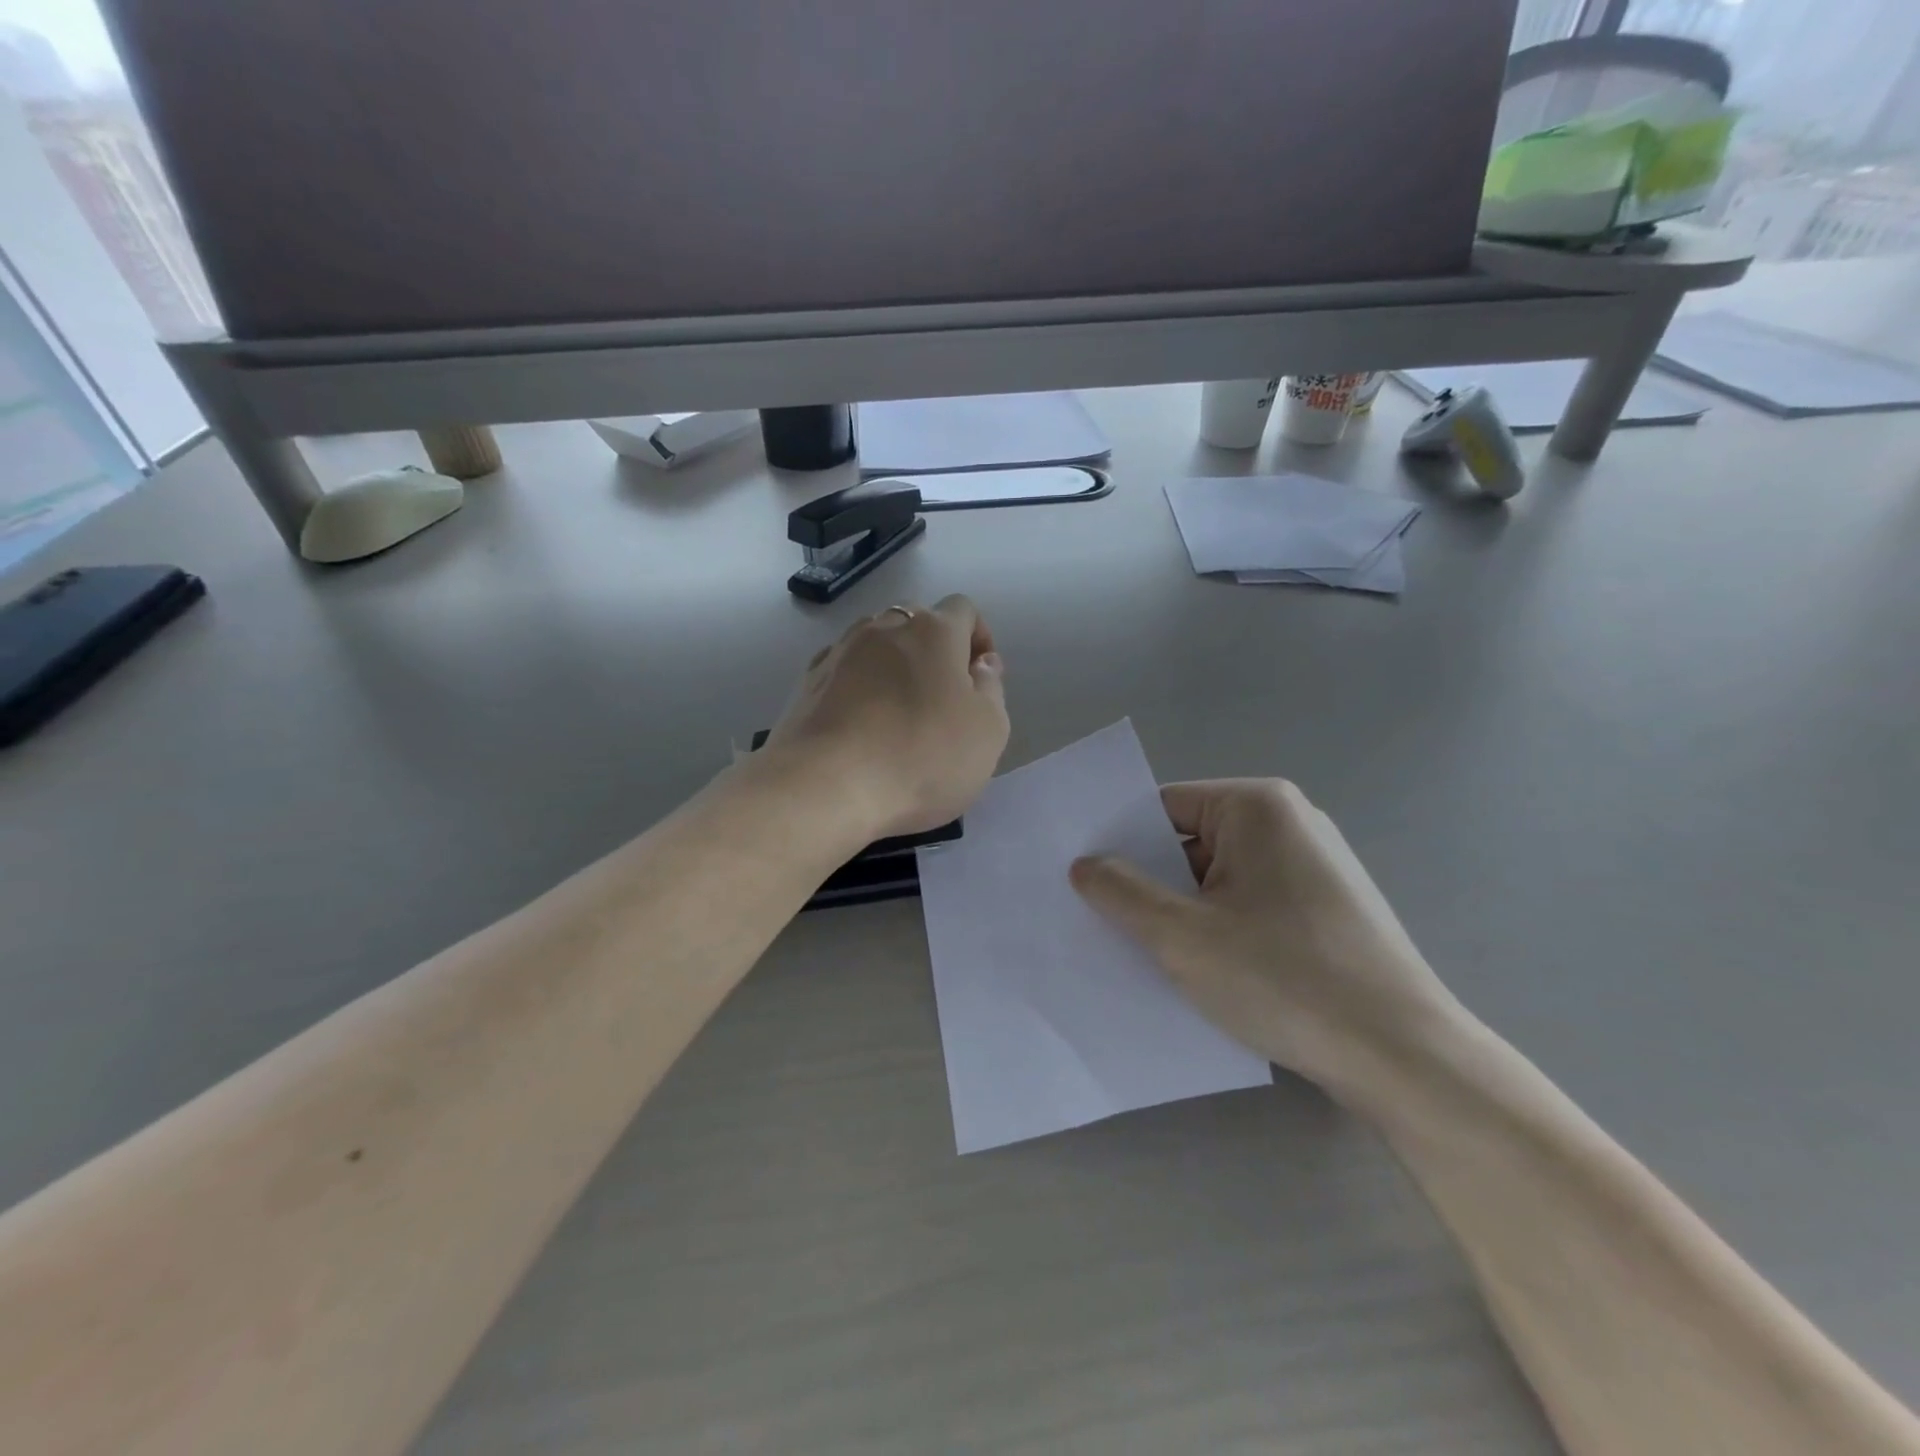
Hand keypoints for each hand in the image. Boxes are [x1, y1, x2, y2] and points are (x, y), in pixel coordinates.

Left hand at [764, 596, 1009, 837]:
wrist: (825, 786)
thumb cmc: (921, 758)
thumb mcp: (988, 731)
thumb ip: (991, 689)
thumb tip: (982, 663)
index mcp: (934, 631)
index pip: (964, 609)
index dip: (978, 637)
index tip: (981, 677)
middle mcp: (884, 627)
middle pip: (917, 622)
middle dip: (935, 650)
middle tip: (943, 698)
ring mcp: (840, 651)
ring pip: (877, 643)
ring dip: (894, 665)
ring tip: (899, 712)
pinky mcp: (808, 681)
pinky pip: (844, 670)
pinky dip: (858, 685)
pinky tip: (860, 723)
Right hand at [1070, 779, 1470, 1103]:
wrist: (1402, 1058)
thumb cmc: (1283, 978)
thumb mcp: (1181, 935)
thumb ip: (1120, 892)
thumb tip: (1084, 865)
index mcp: (1257, 806)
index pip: (1164, 808)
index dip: (1120, 841)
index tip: (1082, 878)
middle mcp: (1291, 822)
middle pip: (1192, 841)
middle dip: (1150, 881)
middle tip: (1102, 919)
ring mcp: (1314, 867)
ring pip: (1220, 878)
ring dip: (1183, 910)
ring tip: (1145, 951)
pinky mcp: (1327, 909)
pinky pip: (1251, 904)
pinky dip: (1220, 927)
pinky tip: (1202, 969)